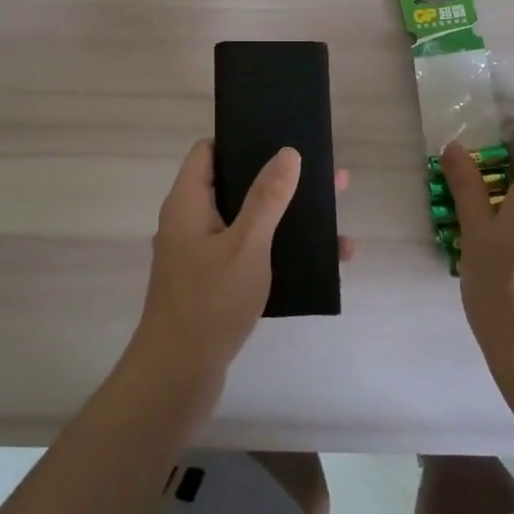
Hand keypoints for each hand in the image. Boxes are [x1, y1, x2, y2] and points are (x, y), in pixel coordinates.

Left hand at [131, 140, 352, 392]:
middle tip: (325, 179)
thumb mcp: (246, 244)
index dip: (241, 139)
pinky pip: (250, 253)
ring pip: (248, 222)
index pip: (208, 151)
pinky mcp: (214, 282)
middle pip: (236, 185)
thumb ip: (267, 198)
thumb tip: (288, 152)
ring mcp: (201, 254)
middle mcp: (190, 222)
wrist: (178, 376)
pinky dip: (281, 251)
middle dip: (280, 181)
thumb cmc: (209, 302)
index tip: (279, 137)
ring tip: (335, 219)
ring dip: (288, 219)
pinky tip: (324, 263)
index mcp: (188, 202)